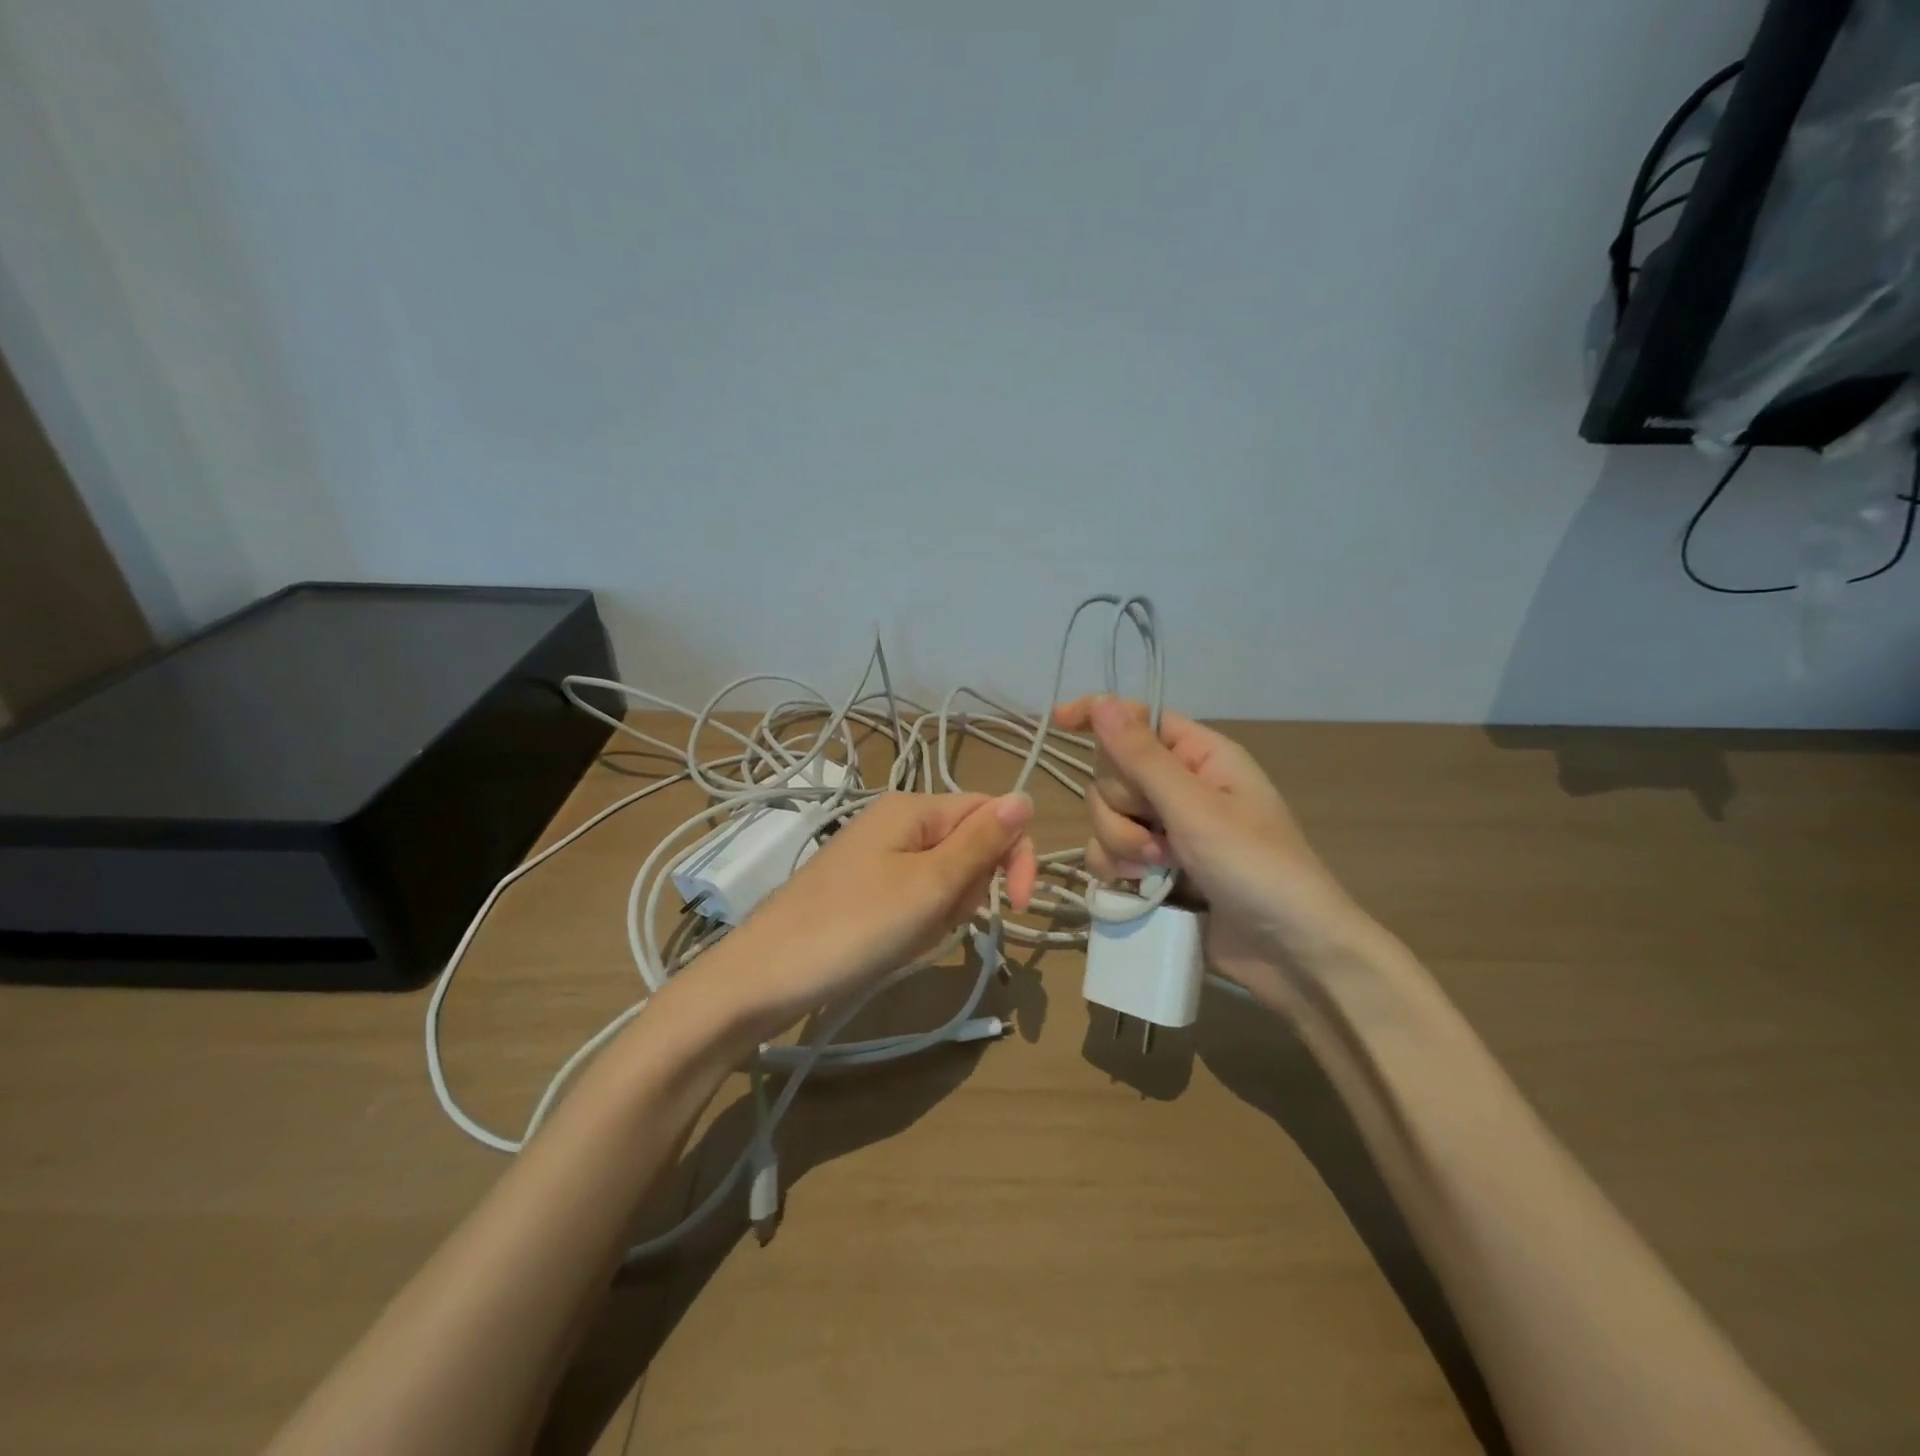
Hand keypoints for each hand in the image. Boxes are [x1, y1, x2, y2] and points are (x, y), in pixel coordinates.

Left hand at [698, 792, 1037, 1036]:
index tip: (1018, 907)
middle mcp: (896, 820)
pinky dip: (917, 922)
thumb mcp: (930, 885)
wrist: (764, 976)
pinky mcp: (864, 887)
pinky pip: (914, 896)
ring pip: (944, 876)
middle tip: (936, 917)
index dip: (1015, 855)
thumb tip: (1025, 797)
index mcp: (914, 807)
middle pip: (968, 845)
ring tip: (909, 935)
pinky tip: (893, 943)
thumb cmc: (855, 927)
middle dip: (968, 888)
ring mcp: (877, 855)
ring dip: (943, 910)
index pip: (991, 812)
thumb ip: (981, 842)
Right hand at [1054, 696, 1370, 1002]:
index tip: (1060, 719)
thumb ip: (1142, 758)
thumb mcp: (1197, 809)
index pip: (1138, 719)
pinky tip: (1141, 891)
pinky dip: (1117, 870)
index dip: (1100, 715)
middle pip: (1111, 773)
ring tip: (1159, 871)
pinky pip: (1107, 853)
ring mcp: (1164, 830)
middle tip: (1159, 837)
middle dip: (1122, 808)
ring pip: (1103, 817)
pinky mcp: (1153, 869)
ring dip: (1121, 844)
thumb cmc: (1256, 868)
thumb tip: (1101, 703)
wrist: (1289, 954)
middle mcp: (1178, 786)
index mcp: (1199, 756)